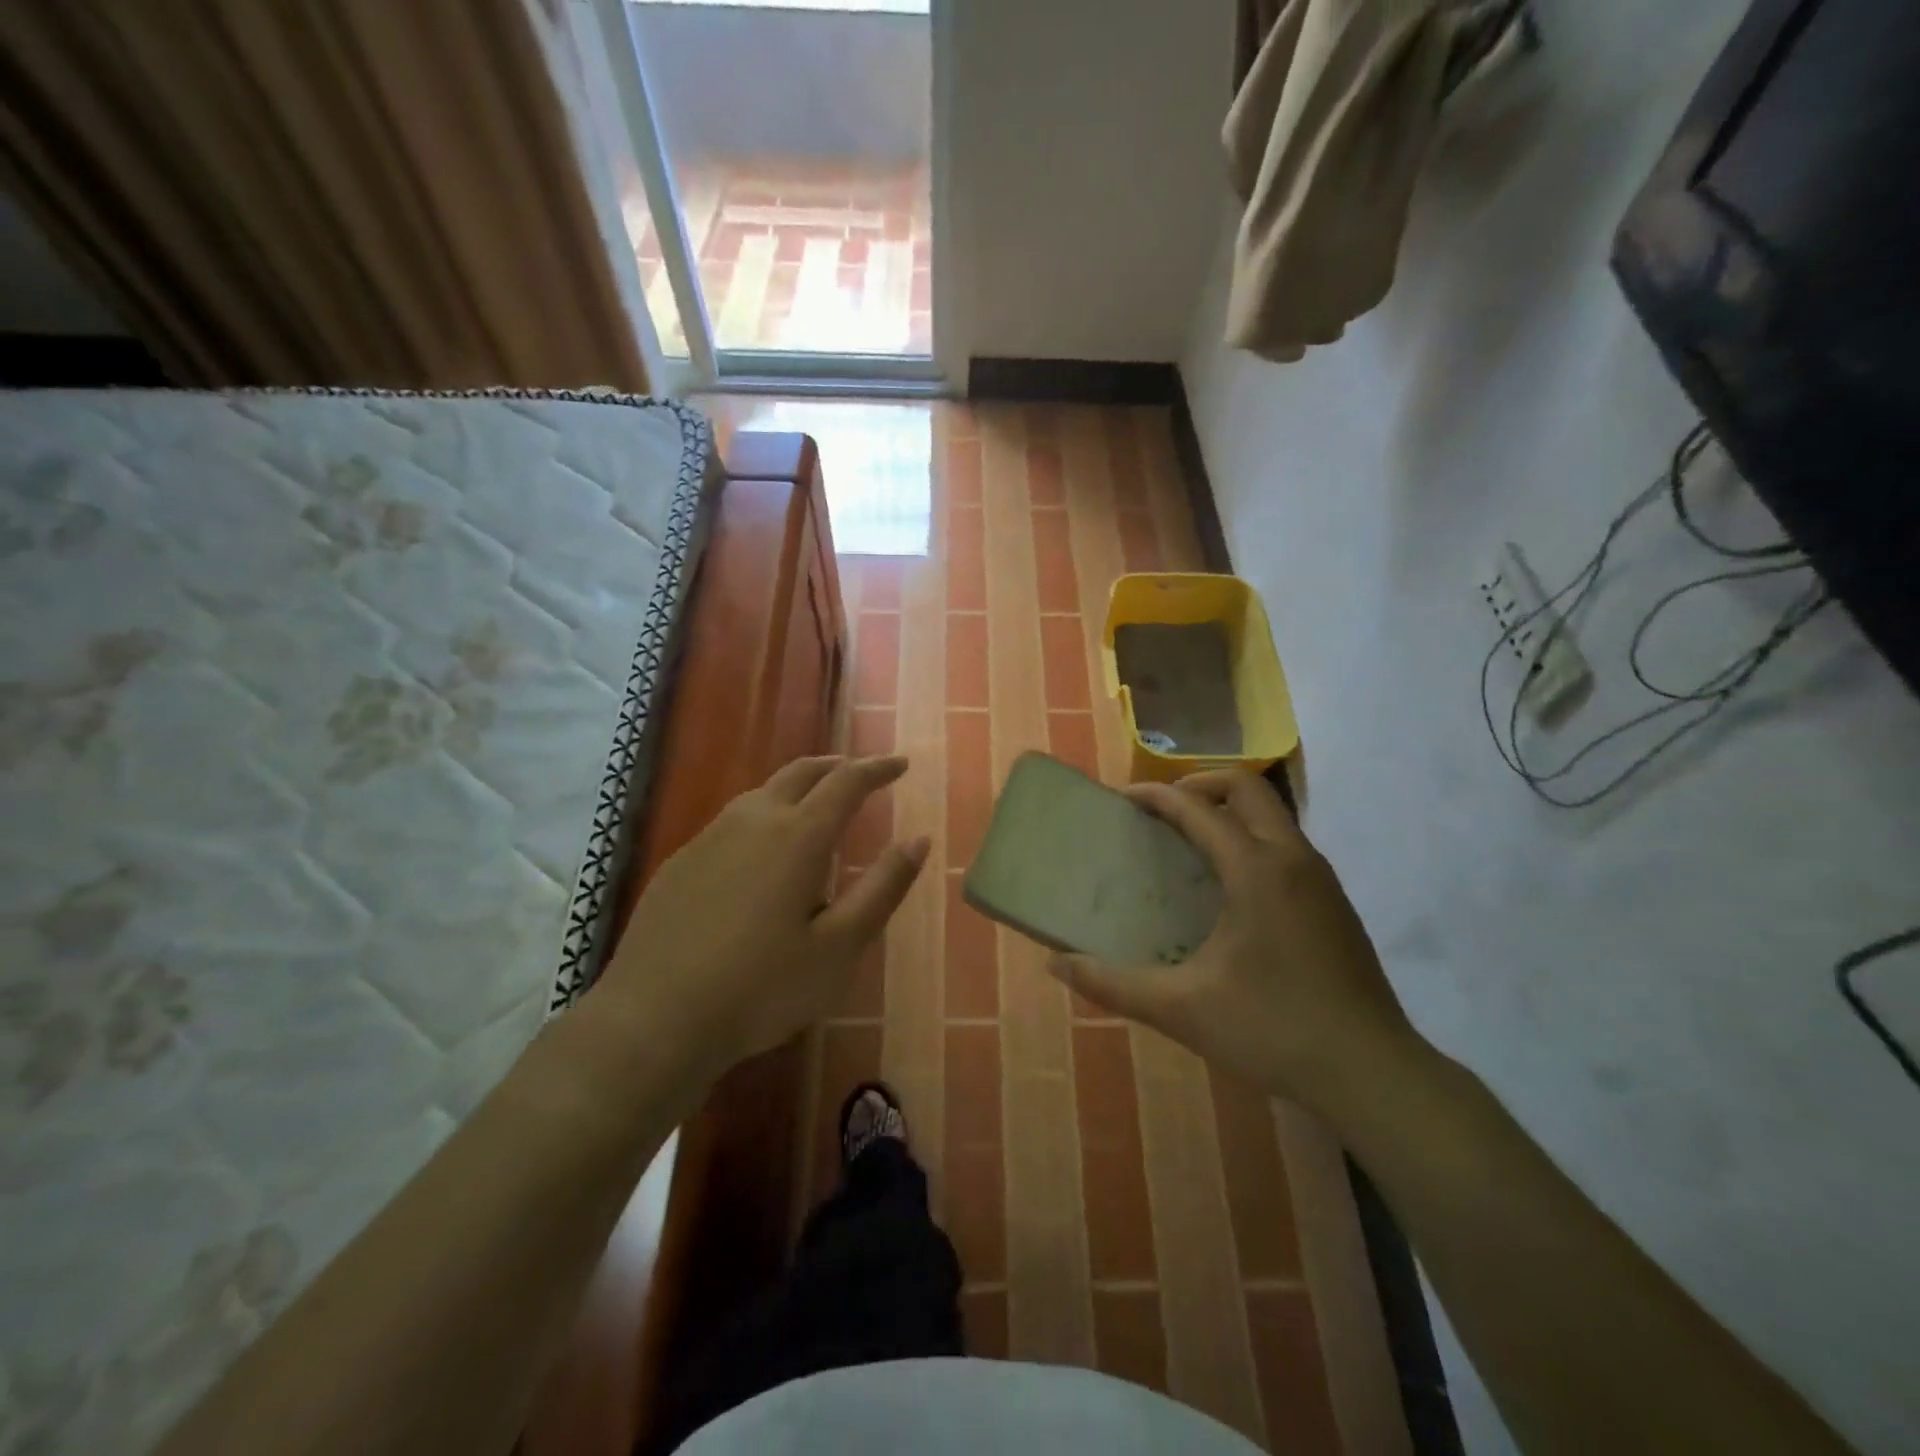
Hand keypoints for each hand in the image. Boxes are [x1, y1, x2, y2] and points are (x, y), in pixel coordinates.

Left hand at [597, 755, 927, 1086]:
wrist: (654, 1019)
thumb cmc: (762, 987)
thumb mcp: (839, 946)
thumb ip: (883, 887)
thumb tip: (918, 840)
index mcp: (798, 835)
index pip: (846, 781)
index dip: (877, 768)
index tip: (901, 764)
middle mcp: (753, 820)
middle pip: (801, 772)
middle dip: (836, 767)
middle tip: (861, 774)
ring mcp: (709, 837)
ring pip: (762, 792)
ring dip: (798, 788)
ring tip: (817, 806)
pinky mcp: (681, 861)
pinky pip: (733, 821)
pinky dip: (763, 816)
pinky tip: (761, 853)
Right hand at [1047, 769, 1423, 1114]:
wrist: (1372, 1074)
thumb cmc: (1273, 1030)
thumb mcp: (1182, 1009)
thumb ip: (1113, 984)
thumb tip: (1057, 964)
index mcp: (1256, 870)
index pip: (1198, 809)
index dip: (1155, 797)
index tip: (1121, 800)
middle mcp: (1293, 859)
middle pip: (1245, 788)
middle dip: (1198, 786)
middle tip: (1160, 813)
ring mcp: (1321, 879)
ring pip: (1272, 815)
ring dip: (1228, 812)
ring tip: (1187, 844)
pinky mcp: (1334, 904)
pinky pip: (1285, 845)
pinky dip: (1250, 839)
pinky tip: (1229, 889)